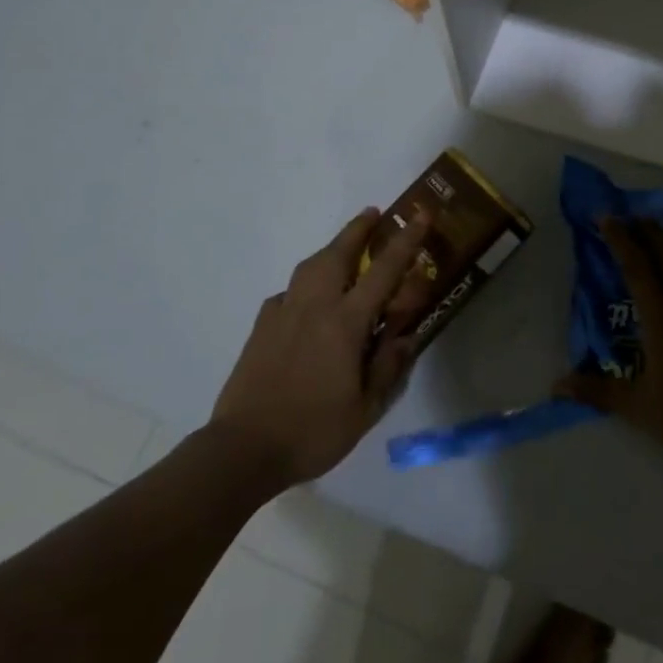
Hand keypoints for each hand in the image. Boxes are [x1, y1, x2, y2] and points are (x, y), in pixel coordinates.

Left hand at [212, 207, 432, 486]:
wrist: (243, 448)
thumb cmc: (312, 431)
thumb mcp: (365, 408)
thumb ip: (387, 367)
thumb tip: (405, 336)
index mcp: (344, 323)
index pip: (383, 272)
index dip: (405, 241)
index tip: (420, 216)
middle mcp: (314, 307)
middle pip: (338, 253)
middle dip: (358, 229)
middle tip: (374, 213)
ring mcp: (283, 313)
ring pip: (310, 266)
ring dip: (331, 248)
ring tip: (344, 247)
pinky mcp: (262, 326)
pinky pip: (289, 291)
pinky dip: (306, 283)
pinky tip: (309, 299)